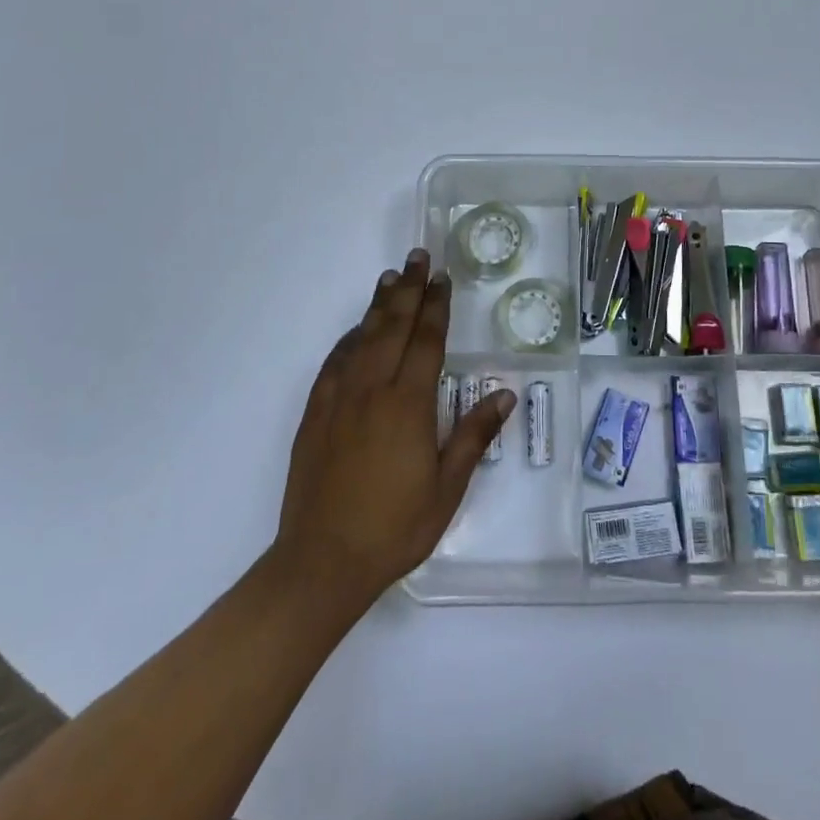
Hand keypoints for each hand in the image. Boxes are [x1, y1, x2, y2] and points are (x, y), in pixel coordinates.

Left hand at [274, 249, 513, 609]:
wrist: (321, 562)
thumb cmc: (394, 528)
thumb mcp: (446, 489)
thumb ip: (473, 436)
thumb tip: (504, 394)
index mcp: (408, 404)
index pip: (426, 341)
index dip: (436, 306)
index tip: (442, 278)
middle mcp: (372, 390)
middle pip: (392, 326)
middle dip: (408, 289)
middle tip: (417, 257)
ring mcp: (338, 399)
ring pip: (362, 338)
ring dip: (379, 305)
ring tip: (390, 278)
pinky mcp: (315, 414)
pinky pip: (335, 362)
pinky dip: (349, 338)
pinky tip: (356, 331)